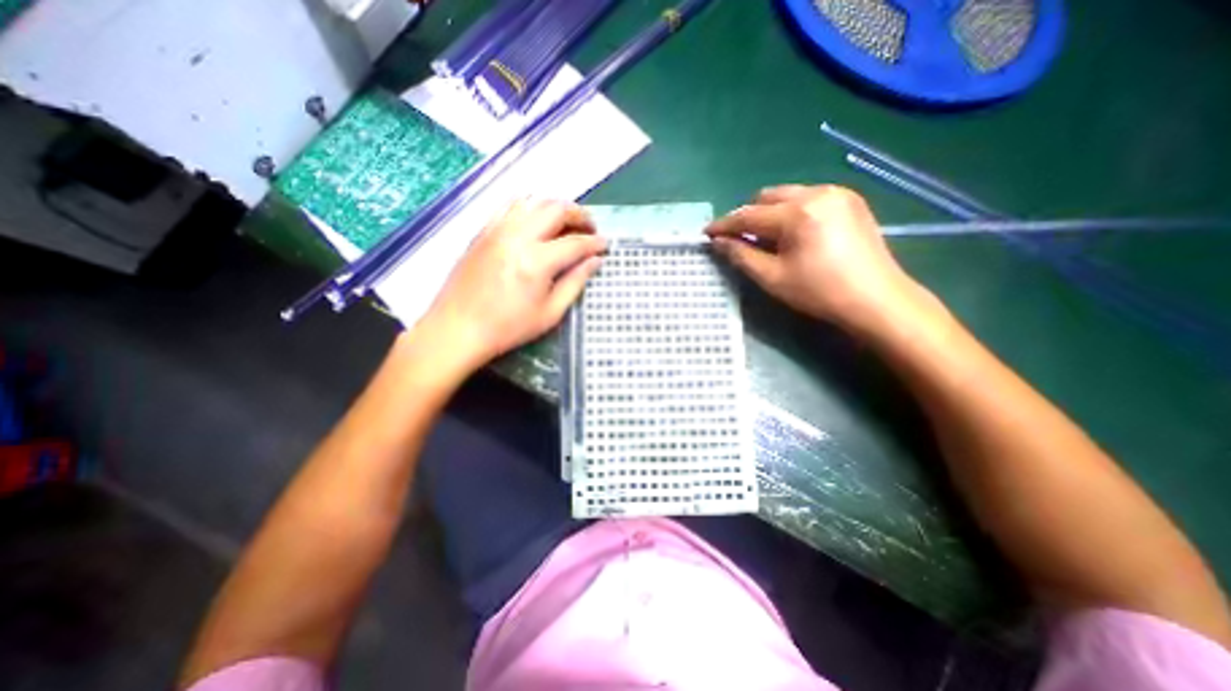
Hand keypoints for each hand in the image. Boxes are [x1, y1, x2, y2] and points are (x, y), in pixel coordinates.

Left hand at [415, 196, 602, 375]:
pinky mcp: (483, 230)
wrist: (458, 328)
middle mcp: (518, 236)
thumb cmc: (508, 327)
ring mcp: (497, 229)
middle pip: (556, 209)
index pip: (575, 243)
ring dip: (556, 207)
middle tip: (590, 228)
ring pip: (533, 201)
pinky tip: (536, 220)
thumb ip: (575, 283)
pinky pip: (510, 205)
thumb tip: (595, 262)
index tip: (605, 245)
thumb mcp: (550, 313)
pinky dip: (530, 206)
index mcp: (537, 261)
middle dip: (580, 215)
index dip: (595, 243)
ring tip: (566, 222)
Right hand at [708, 183, 927, 334]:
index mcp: (797, 213)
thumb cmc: (819, 292)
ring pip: (788, 195)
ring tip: (767, 238)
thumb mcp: (772, 278)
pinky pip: (809, 197)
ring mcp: (837, 193)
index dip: (724, 224)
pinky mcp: (850, 200)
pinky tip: (794, 233)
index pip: (749, 215)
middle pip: (767, 197)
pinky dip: (792, 211)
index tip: (707, 232)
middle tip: (740, 239)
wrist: (876, 299)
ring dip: (770, 213)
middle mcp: (816, 193)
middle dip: (749, 216)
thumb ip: (741, 256)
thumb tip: (718, 242)